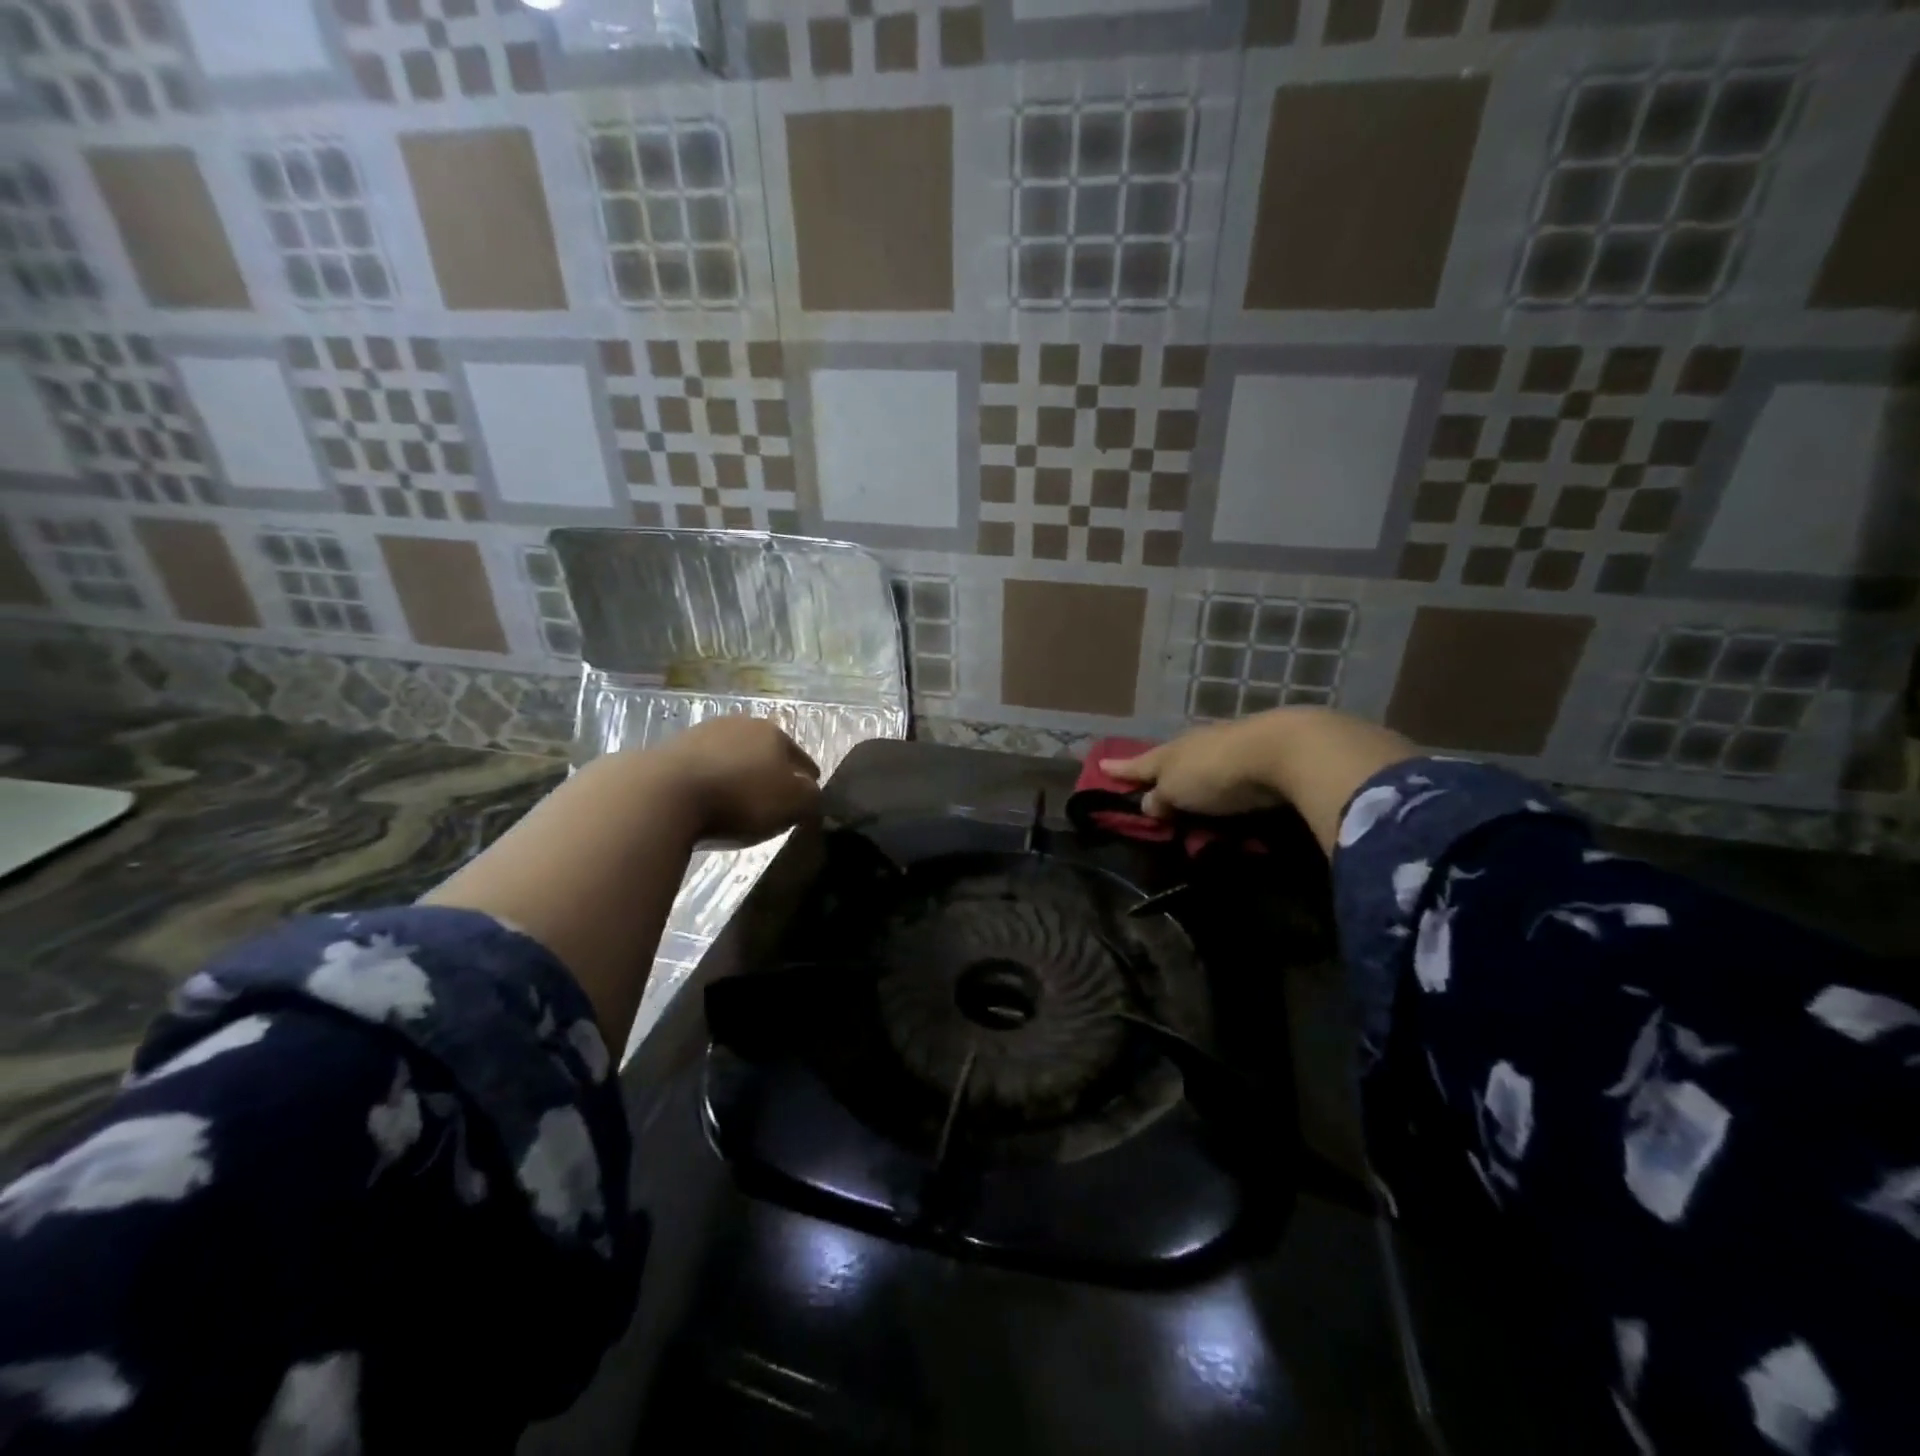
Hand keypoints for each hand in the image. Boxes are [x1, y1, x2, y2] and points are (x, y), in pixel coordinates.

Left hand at [650, 715, 822, 845]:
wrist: (664, 793)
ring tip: (736, 800)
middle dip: (770, 771)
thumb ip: (811, 797)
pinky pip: (702, 767)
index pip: (801, 758)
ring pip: (731, 756)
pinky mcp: (670, 750)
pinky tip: (706, 799)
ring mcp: (702, 733)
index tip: (808, 797)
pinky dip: (709, 781)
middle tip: (773, 798)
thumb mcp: (793, 804)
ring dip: (737, 773)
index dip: (808, 779)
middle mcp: (741, 724)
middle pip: (765, 751)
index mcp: (774, 733)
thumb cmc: (740, 798)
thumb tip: (811, 792)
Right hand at [1104, 708, 1417, 853]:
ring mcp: (1231, 746)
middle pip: (1171, 759)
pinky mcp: (1261, 756)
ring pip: (1203, 763)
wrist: (1284, 750)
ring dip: (1194, 777)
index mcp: (1170, 751)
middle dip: (1161, 771)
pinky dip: (1224, 783)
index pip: (1139, 763)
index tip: (1102, 768)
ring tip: (1190, 793)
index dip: (1121, 769)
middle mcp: (1197, 744)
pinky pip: (1232, 773)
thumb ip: (1160, 798)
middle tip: (1150, 784)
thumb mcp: (1176, 791)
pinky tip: (1228, 791)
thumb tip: (1148, 803)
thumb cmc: (1216, 772)